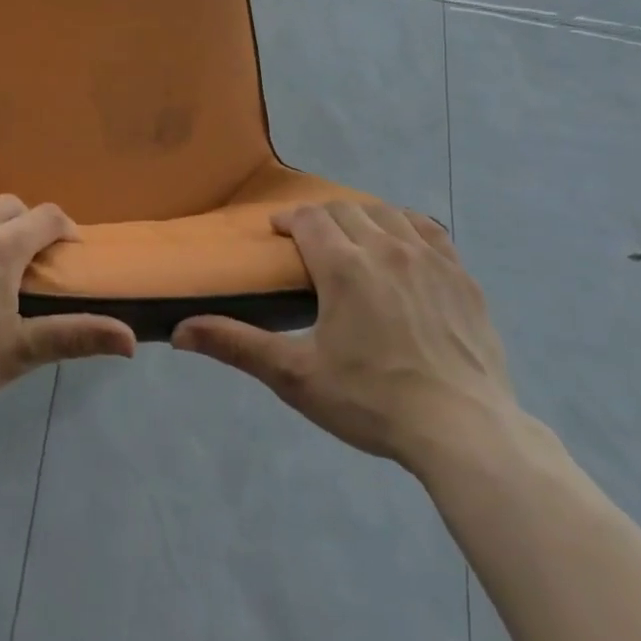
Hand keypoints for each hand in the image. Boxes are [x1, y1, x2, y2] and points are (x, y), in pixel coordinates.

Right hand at [172, 201, 519, 482]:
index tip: (278, 233)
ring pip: (388, 214)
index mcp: (343, 266)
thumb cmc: (371, 402)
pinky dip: (407, 227)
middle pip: (346, 210)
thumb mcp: (295, 376)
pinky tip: (403, 246)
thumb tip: (178, 332)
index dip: (289, 219)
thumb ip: (236, 345)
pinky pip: (430, 231)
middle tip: (310, 243)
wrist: (462, 430)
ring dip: (362, 217)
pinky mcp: (462, 277)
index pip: (309, 218)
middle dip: (322, 218)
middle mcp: (386, 248)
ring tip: (353, 239)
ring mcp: (430, 259)